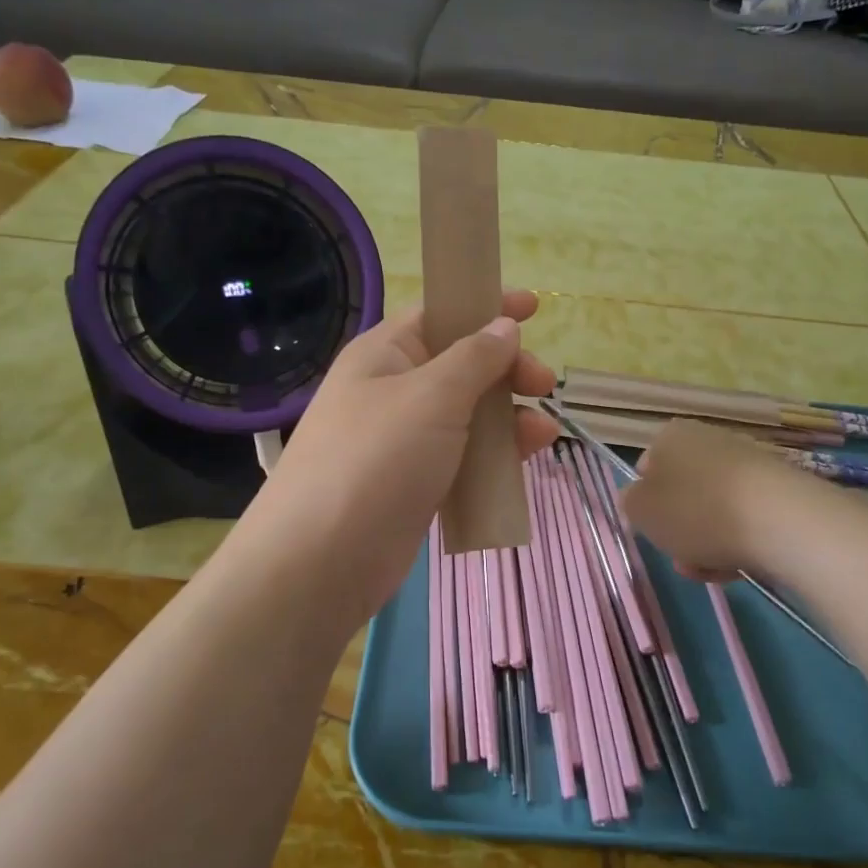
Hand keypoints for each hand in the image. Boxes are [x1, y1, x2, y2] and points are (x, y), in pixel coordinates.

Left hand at [242, 290, 558, 622]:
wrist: (323, 561)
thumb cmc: (376, 459)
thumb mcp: (432, 397)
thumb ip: (475, 359)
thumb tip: (504, 326)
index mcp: (384, 355)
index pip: (439, 315)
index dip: (484, 307)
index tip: (533, 307)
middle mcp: (392, 392)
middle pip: (461, 366)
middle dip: (506, 370)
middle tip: (543, 384)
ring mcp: (403, 442)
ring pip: (467, 416)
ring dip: (508, 418)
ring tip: (543, 432)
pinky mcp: (415, 485)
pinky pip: (463, 458)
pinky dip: (494, 456)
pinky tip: (524, 461)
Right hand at [617, 420, 796, 580]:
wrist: (779, 520)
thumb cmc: (696, 510)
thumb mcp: (641, 510)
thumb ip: (630, 503)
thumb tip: (638, 498)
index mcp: (671, 436)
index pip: (646, 469)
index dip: (646, 504)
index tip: (653, 531)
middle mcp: (708, 440)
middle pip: (682, 493)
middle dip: (679, 530)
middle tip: (681, 558)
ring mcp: (746, 462)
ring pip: (712, 510)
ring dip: (705, 543)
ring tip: (712, 570)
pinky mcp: (777, 489)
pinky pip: (744, 518)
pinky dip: (737, 542)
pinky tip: (739, 566)